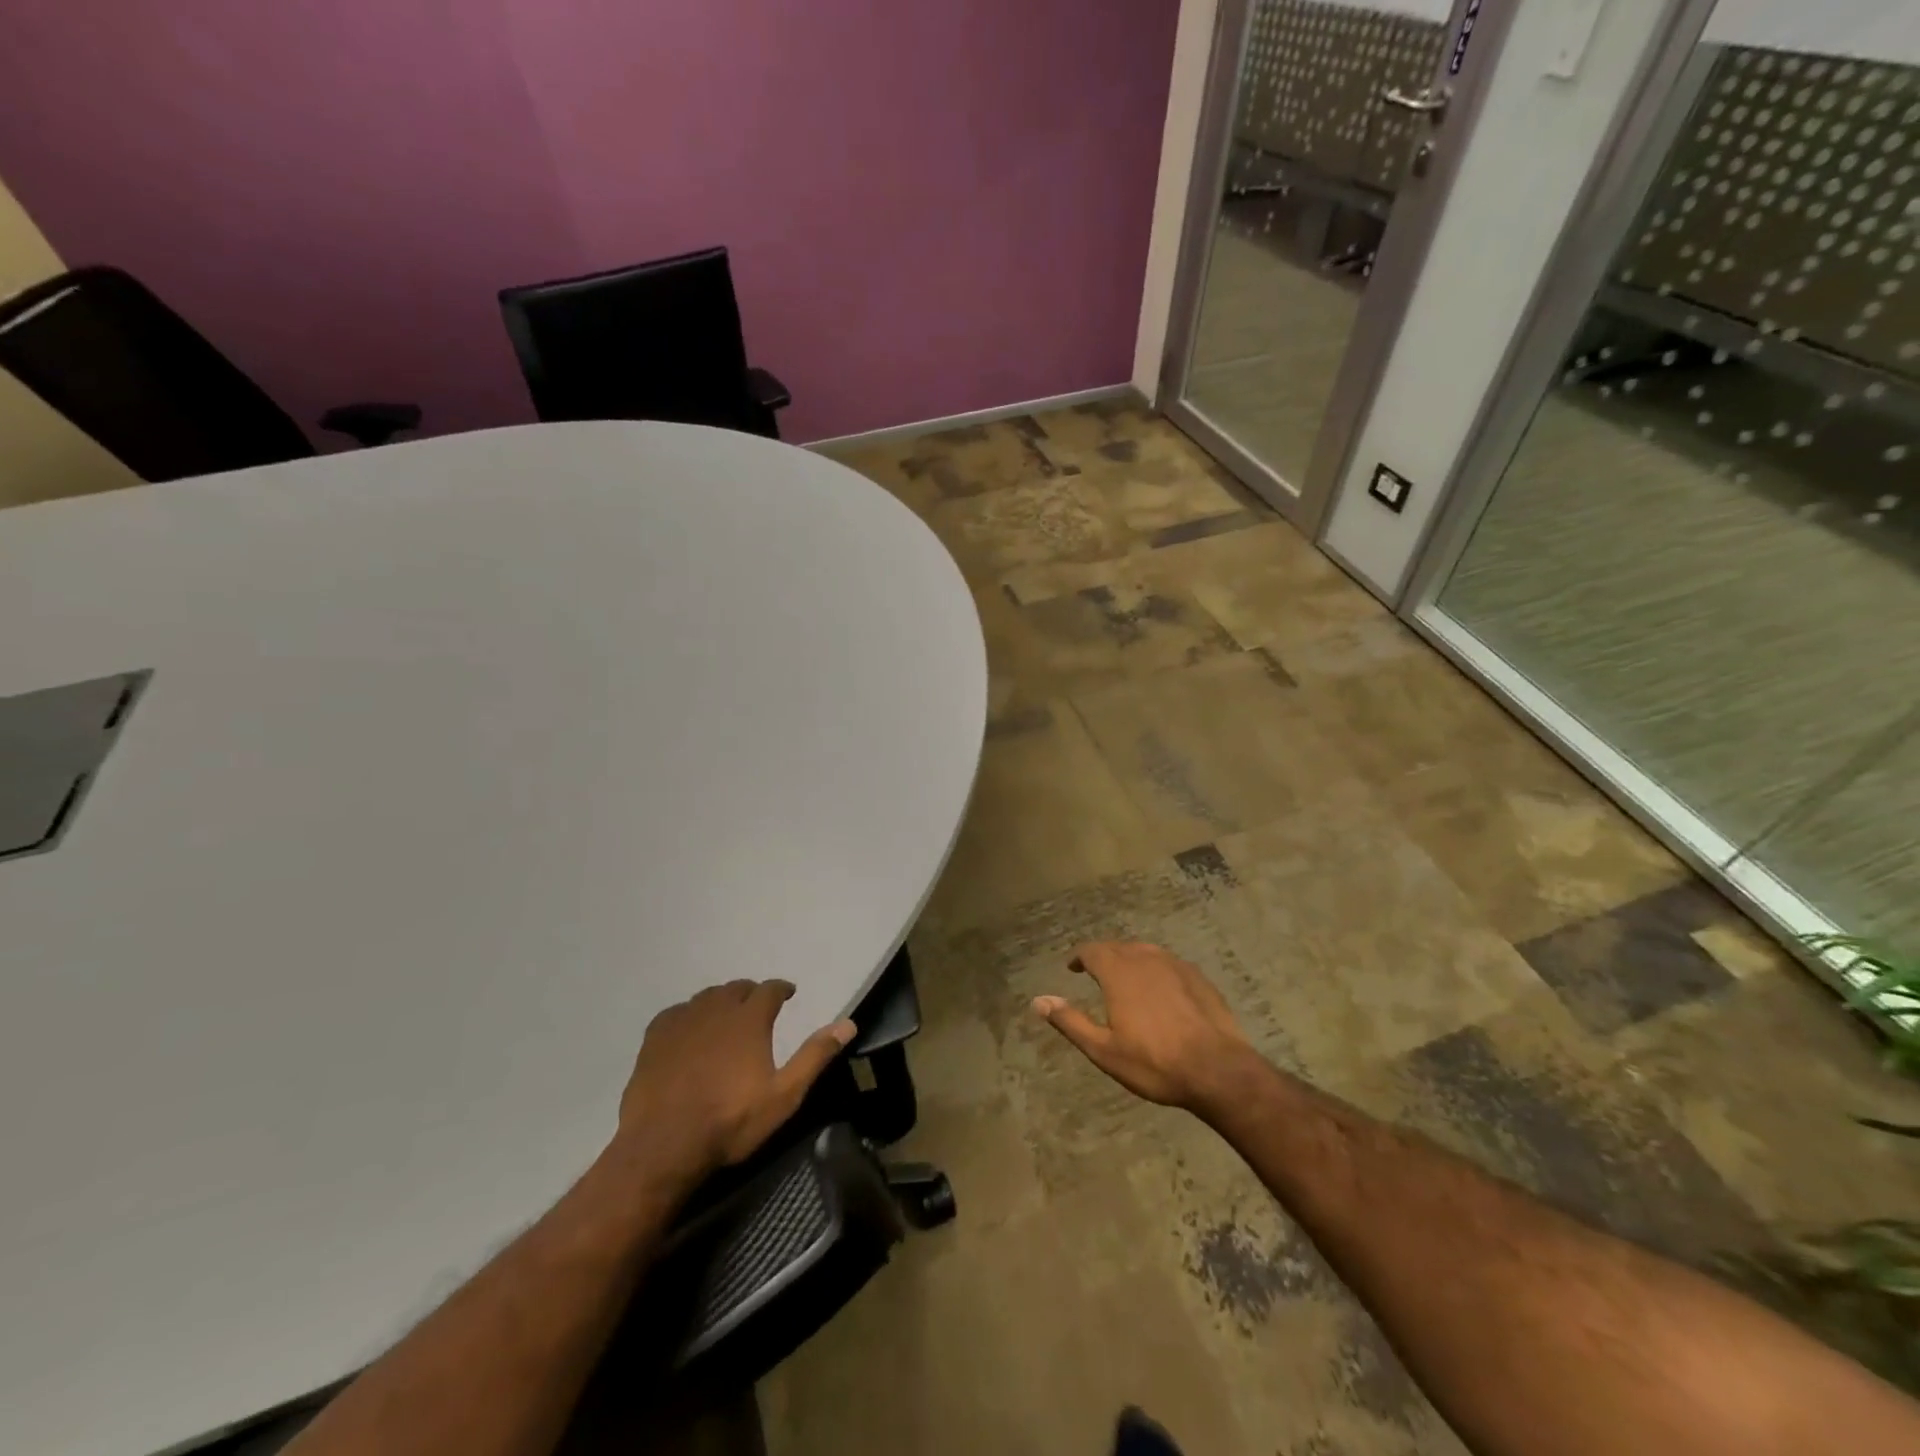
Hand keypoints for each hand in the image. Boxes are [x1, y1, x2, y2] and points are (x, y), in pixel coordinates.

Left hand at [617, 980, 855, 1182]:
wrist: (664, 1146)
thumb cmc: (731, 1121)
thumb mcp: (784, 1095)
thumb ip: (815, 1056)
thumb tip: (848, 1023)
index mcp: (749, 1019)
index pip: (769, 989)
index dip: (781, 988)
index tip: (788, 993)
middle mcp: (716, 1009)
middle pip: (736, 988)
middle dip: (750, 993)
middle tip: (758, 1005)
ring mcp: (682, 1021)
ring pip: (706, 997)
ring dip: (720, 1000)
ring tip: (726, 1015)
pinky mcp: (655, 1038)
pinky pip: (676, 1012)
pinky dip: (688, 1014)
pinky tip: (689, 1029)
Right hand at [1033, 942, 1262, 1115]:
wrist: (1219, 1070)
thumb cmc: (1154, 1063)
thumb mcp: (1103, 1050)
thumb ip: (1070, 1021)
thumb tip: (1037, 1000)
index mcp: (1118, 973)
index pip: (1092, 950)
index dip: (1079, 956)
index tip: (1073, 967)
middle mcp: (1145, 959)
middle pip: (1118, 947)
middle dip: (1103, 956)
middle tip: (1096, 973)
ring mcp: (1175, 965)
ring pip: (1145, 951)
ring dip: (1130, 959)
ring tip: (1126, 978)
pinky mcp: (1198, 977)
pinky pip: (1168, 963)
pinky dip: (1156, 969)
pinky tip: (1160, 989)